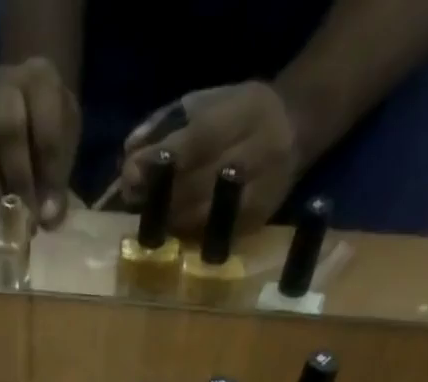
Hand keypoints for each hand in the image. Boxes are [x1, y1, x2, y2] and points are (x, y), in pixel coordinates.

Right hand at [0, 57, 80, 228]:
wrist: (26, 97)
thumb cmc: (50, 122)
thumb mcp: (66, 139)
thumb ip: (59, 174)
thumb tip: (48, 218)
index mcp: (42, 82)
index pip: (47, 126)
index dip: (48, 173)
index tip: (49, 214)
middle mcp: (7, 86)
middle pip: (9, 129)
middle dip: (19, 179)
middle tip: (25, 219)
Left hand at [119, 82, 299, 233]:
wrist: (298, 127)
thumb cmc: (240, 111)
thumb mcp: (207, 100)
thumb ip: (166, 123)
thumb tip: (129, 153)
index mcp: (247, 113)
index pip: (197, 141)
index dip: (161, 161)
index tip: (130, 173)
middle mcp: (259, 153)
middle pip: (199, 185)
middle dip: (160, 196)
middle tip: (133, 200)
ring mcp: (262, 192)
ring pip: (205, 216)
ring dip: (170, 220)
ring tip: (148, 216)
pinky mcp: (258, 221)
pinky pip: (215, 235)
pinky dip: (189, 234)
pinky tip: (174, 229)